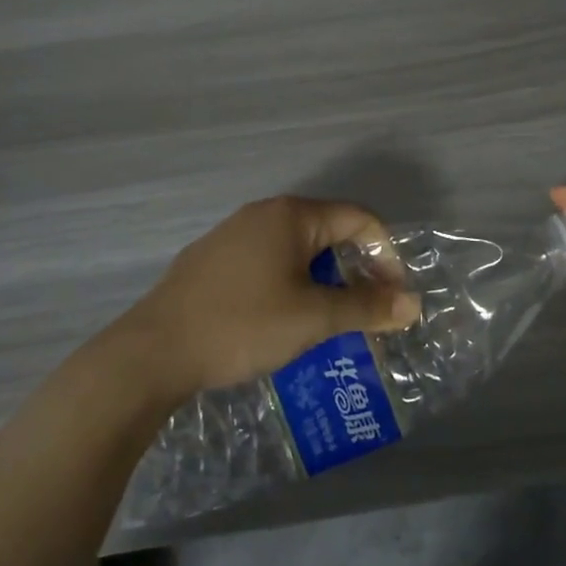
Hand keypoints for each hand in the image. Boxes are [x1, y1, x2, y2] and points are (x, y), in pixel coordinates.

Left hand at [114, 196, 419, 399]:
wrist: (152, 352)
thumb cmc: (242, 325)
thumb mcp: (313, 318)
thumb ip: (366, 307)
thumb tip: (413, 303)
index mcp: (291, 215)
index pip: (358, 219)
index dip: (385, 255)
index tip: (392, 298)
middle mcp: (263, 213)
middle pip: (327, 232)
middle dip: (354, 270)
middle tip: (364, 312)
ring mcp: (232, 235)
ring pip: (296, 250)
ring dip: (323, 281)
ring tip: (328, 321)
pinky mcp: (211, 261)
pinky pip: (267, 263)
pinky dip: (290, 285)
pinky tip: (281, 321)